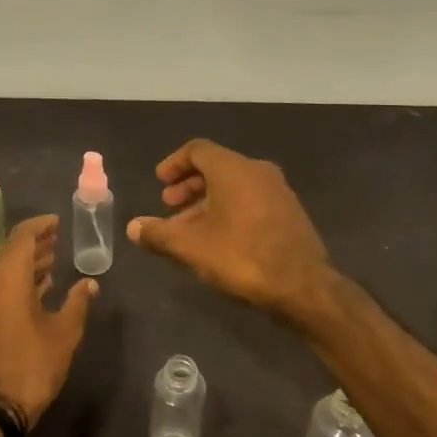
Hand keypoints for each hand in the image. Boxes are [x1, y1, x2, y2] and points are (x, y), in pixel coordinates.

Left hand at [0, 215, 96, 428]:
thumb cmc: (31, 366)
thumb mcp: (64, 334)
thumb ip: (77, 303)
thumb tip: (89, 283)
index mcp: (7, 276)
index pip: (22, 236)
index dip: (40, 226)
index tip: (56, 223)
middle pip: (8, 252)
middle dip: (33, 246)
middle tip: (55, 243)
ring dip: (22, 267)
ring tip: (47, 268)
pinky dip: (9, 285)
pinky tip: (28, 296)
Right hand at [127, 139, 333, 316]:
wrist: (304, 286)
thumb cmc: (242, 256)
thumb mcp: (192, 247)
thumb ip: (159, 234)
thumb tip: (133, 227)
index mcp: (233, 169)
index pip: (198, 150)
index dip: (174, 163)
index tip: (160, 182)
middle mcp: (258, 171)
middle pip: (216, 167)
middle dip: (189, 185)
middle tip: (169, 206)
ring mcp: (278, 191)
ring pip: (234, 186)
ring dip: (207, 201)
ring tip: (189, 229)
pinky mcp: (289, 212)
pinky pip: (251, 200)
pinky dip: (229, 209)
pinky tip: (219, 239)